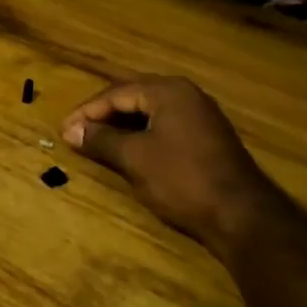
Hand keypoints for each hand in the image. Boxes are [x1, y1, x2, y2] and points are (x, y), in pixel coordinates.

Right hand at [62, 75, 270, 260]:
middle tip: (77, 131)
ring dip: (122, 125)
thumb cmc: (182, 179)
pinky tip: (129, 150)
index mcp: (168, 90)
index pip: (117, 93)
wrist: (242, 216)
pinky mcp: (208, 138)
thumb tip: (70, 130)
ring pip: (150, 112)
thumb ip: (101, 139)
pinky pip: (165, 126)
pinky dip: (142, 134)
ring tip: (97, 140)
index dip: (87, 111)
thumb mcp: (135, 158)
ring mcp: (201, 116)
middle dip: (103, 114)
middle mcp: (186, 94)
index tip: (64, 130)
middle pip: (134, 97)